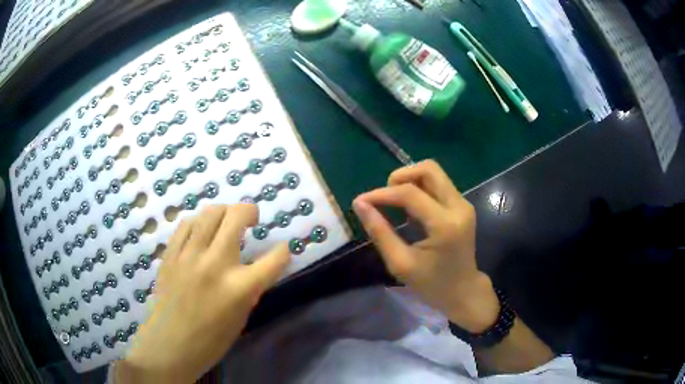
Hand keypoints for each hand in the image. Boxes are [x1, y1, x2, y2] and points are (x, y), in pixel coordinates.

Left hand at [116, 204, 289, 382]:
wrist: (170, 345)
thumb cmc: (211, 341)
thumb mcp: (241, 317)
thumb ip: (249, 288)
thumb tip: (252, 268)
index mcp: (240, 288)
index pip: (274, 259)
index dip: (284, 251)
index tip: (283, 249)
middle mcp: (215, 265)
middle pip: (236, 217)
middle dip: (250, 211)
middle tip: (252, 218)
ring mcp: (189, 256)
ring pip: (209, 213)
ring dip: (224, 211)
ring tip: (226, 221)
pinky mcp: (171, 255)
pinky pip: (186, 225)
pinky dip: (199, 222)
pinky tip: (201, 230)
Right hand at [353, 160, 498, 331]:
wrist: (463, 291)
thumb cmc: (432, 284)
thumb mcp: (401, 263)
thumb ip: (380, 232)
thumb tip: (360, 204)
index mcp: (445, 224)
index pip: (410, 193)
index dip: (382, 193)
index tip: (361, 201)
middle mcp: (459, 207)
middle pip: (428, 169)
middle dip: (400, 177)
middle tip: (384, 196)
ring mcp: (463, 204)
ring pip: (434, 173)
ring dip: (410, 181)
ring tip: (395, 203)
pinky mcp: (463, 205)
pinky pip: (438, 184)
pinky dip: (420, 188)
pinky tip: (410, 209)